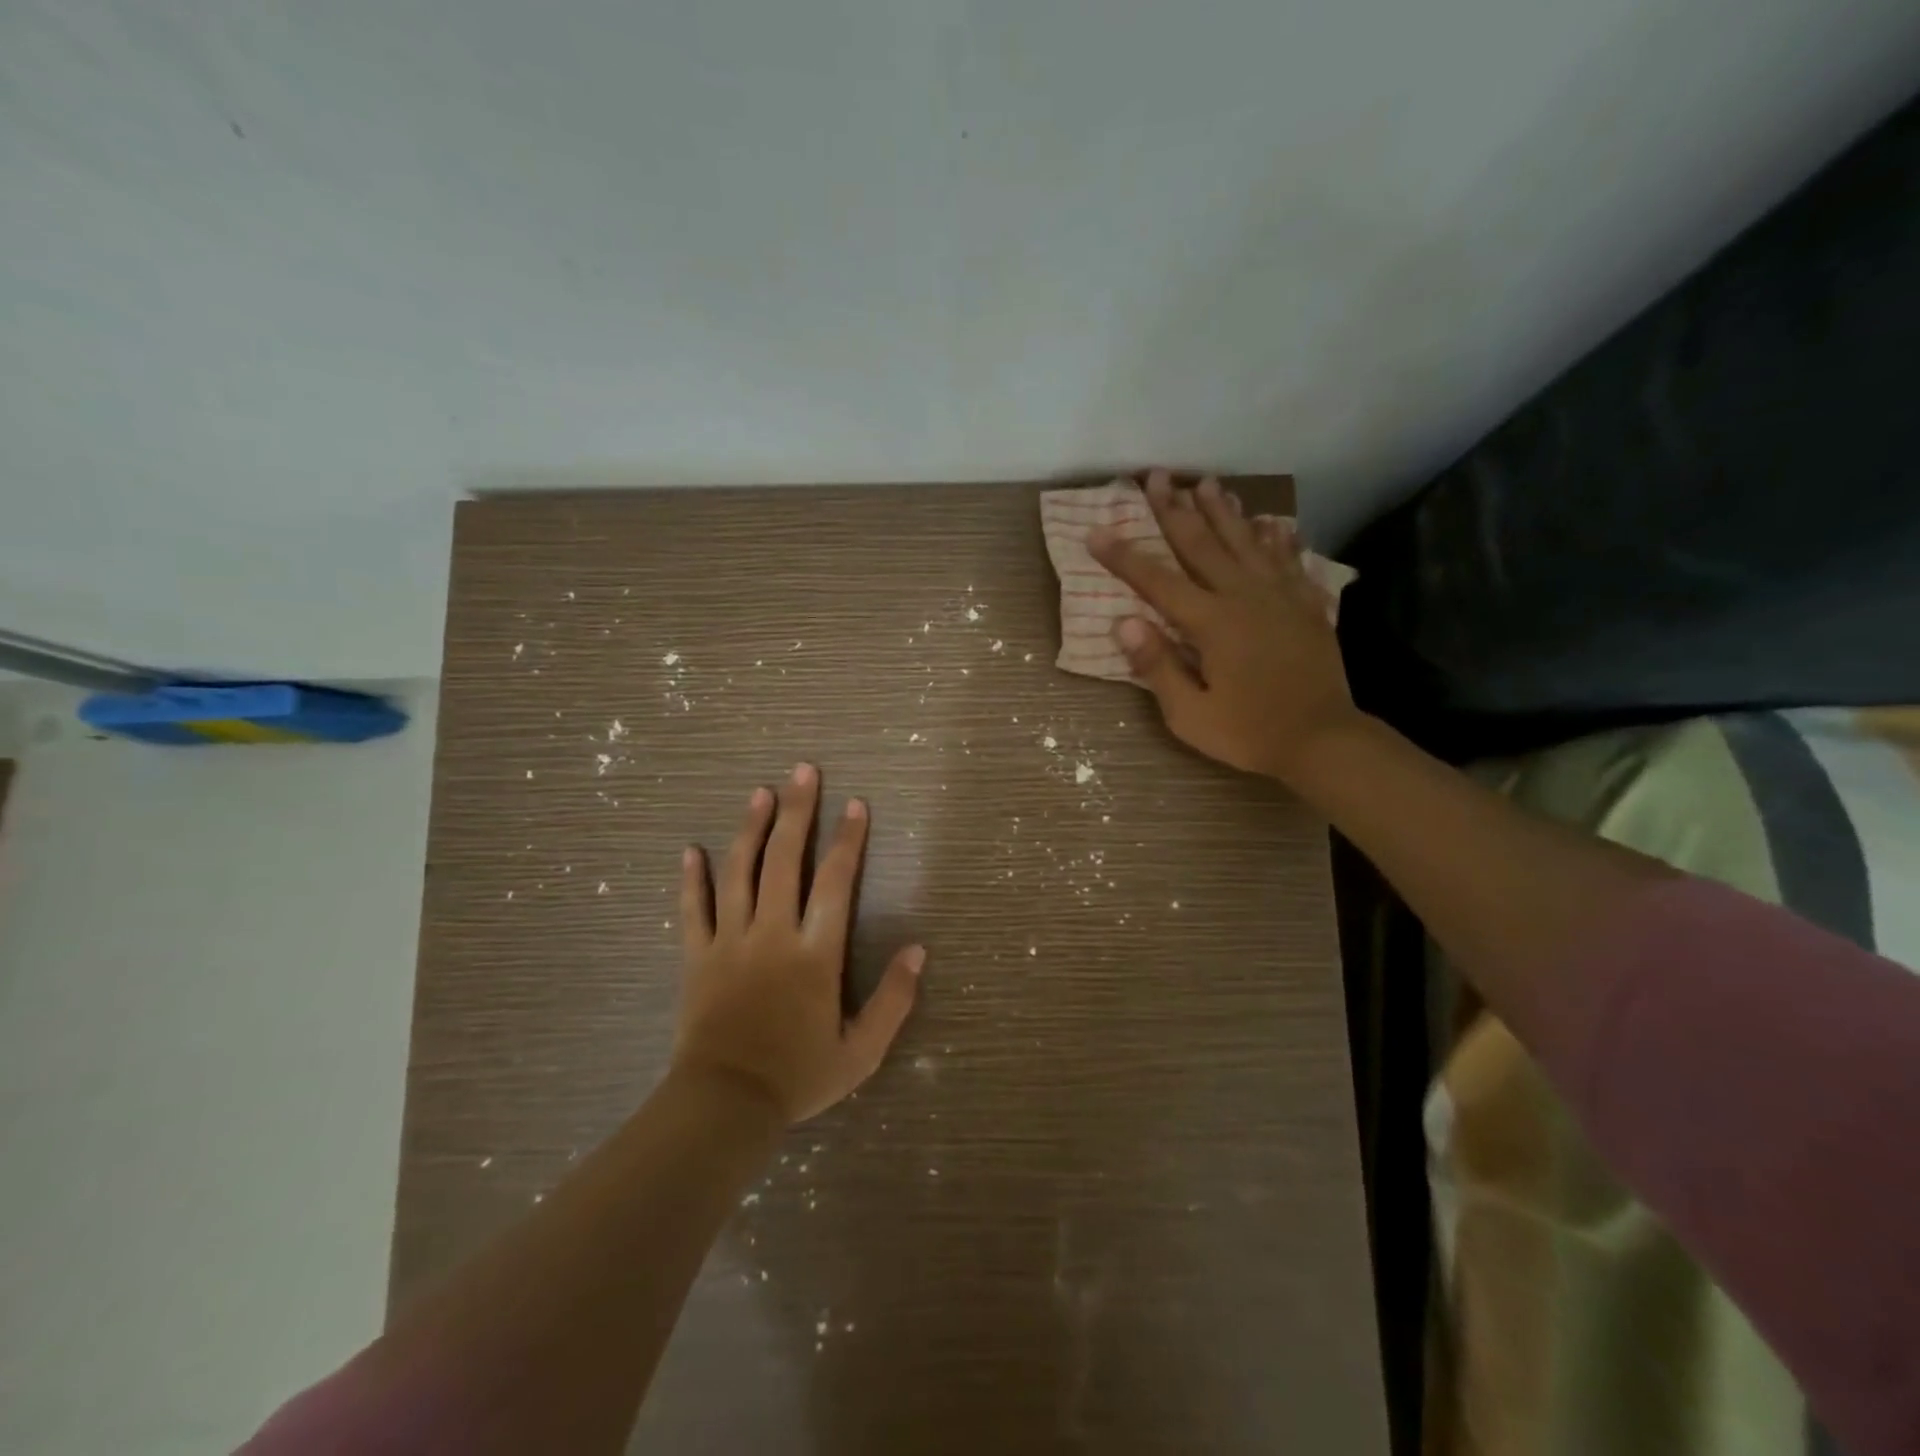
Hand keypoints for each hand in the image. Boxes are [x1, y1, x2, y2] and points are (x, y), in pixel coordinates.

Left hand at [671, 763, 923, 1123]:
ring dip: (750, 828)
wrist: (724, 1107)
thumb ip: (894, 1000)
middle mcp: (772, 934)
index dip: (849, 840)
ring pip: (739, 872)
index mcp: (814, 954)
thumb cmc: (798, 1077)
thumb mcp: (861, 1051)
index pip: (835, 882)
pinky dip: (692, 879)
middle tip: (804, 771)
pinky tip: (691, 850)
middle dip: (798, 812)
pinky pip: (692, 910)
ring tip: (760, 792)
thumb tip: (918, 950)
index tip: (857, 804)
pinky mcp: (697, 957)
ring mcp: (730, 942)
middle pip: (785, 860)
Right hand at [1088, 469, 1361, 783]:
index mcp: (1211, 623)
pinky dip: (1277, 538)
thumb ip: (1157, 666)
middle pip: (1202, 544)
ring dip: (1224, 511)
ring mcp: (1279, 597)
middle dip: (1175, 509)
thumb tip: (1123, 622)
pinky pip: (1288, 560)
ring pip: (1246, 542)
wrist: (1323, 740)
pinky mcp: (1306, 606)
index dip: (1124, 556)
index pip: (1157, 581)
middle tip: (1157, 475)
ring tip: (1208, 482)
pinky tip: (1271, 522)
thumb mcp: (1190, 714)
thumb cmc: (1249, 733)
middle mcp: (1244, 597)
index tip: (1097, 530)